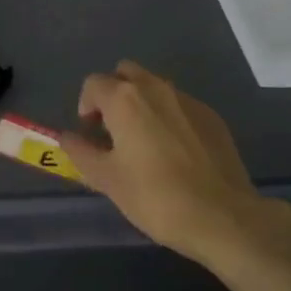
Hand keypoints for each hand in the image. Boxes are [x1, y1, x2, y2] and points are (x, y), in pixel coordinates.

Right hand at [59, 60, 290, 265]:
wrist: (224, 217)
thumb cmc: (156, 197)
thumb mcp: (107, 179)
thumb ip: (81, 152)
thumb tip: (66, 137)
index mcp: (125, 99)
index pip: (93, 84)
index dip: (86, 106)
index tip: (91, 134)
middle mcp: (156, 88)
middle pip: (125, 73)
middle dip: (114, 94)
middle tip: (114, 130)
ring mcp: (188, 100)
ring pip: (154, 87)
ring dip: (142, 104)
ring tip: (145, 143)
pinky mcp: (212, 117)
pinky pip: (180, 105)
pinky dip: (169, 118)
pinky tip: (175, 153)